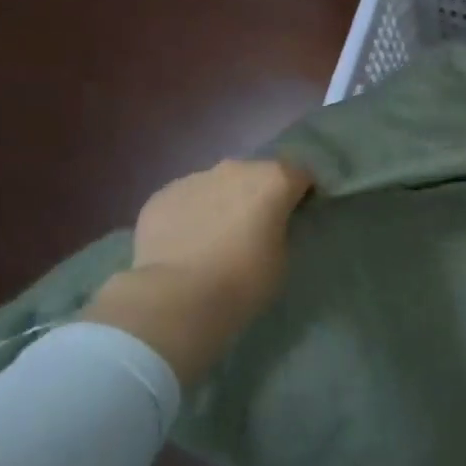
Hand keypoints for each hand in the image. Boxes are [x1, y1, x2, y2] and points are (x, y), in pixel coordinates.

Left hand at [132, 157, 313, 299]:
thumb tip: (267, 225)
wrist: (175, 298)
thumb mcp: (281, 259)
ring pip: (218, 185)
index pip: (300, 175)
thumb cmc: (242, 281)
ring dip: (223, 203)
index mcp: (273, 179)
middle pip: (256, 175)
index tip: (298, 216)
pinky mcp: (162, 195)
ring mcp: (195, 177)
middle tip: (255, 228)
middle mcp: (236, 168)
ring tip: (216, 239)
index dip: (303, 194)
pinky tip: (185, 245)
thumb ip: (280, 231)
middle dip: (259, 195)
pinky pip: (186, 200)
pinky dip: (191, 215)